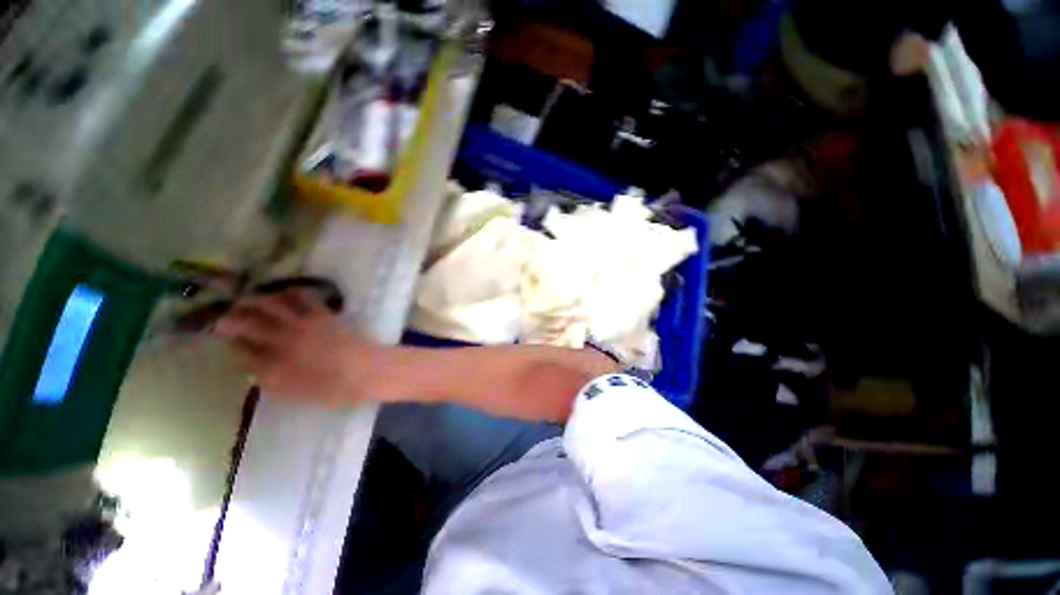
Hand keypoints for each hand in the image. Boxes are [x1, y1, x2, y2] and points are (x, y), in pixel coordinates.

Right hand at [215, 290, 374, 406]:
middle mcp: (283, 341)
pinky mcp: (322, 316)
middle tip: (220, 318)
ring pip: (270, 306)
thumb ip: (271, 382)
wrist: (367, 371)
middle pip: (247, 325)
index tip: (230, 345)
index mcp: (274, 365)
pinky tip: (284, 291)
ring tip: (244, 301)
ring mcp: (303, 325)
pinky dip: (291, 292)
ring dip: (253, 302)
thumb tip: (253, 370)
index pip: (243, 353)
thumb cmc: (335, 390)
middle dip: (229, 320)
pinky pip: (304, 298)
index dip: (234, 347)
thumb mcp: (297, 394)